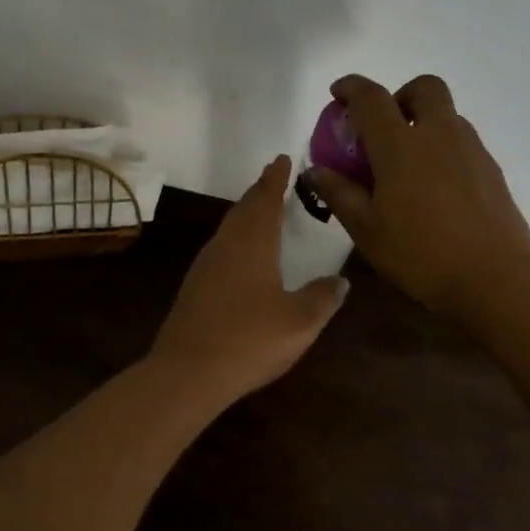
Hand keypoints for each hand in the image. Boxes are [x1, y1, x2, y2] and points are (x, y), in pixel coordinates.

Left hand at [148, 155, 349, 406]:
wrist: (187, 372)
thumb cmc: (249, 339)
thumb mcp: (299, 321)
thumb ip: (323, 298)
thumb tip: (341, 281)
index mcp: (252, 242)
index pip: (266, 199)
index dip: (276, 178)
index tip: (283, 158)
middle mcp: (226, 244)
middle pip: (244, 208)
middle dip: (261, 191)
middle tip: (275, 177)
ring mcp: (206, 264)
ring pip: (229, 227)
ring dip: (247, 213)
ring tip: (262, 210)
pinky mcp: (195, 286)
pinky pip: (221, 247)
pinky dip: (237, 238)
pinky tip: (242, 255)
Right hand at [309, 74, 529, 325]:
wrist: (496, 279)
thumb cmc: (421, 254)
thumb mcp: (367, 229)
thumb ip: (339, 193)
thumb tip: (316, 170)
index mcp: (401, 145)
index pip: (371, 98)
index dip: (351, 87)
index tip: (338, 94)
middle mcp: (439, 134)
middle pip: (424, 87)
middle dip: (400, 95)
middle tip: (385, 127)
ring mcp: (471, 149)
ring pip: (447, 114)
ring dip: (424, 121)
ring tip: (408, 163)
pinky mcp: (492, 169)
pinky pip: (463, 141)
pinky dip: (444, 147)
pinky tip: (436, 188)